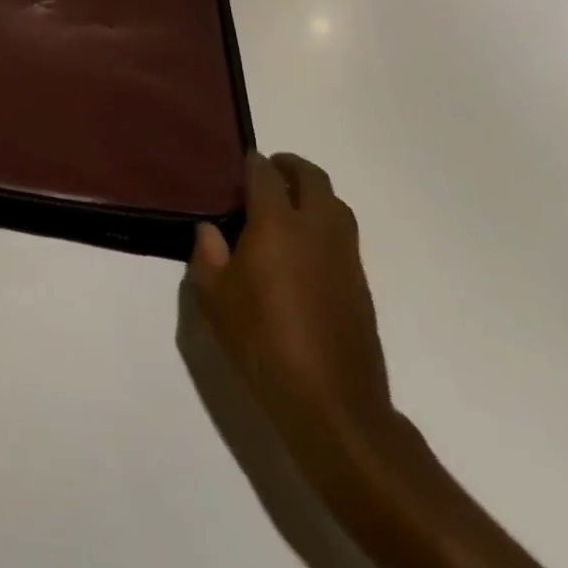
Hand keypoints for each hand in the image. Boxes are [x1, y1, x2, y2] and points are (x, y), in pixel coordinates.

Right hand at [188, 153, 394, 480]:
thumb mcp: (213, 299)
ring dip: (313, 194)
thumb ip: (207, 255)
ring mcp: (344, 256)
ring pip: (336, 204)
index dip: (252, 163)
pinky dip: (325, 225)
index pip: (265, 174)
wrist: (333, 404)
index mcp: (277, 223)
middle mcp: (316, 228)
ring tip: (288, 207)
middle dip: (290, 167)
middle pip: (312, 178)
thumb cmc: (263, 343)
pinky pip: (343, 235)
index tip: (239, 166)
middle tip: (268, 173)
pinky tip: (304, 250)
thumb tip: (210, 230)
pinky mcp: (360, 283)